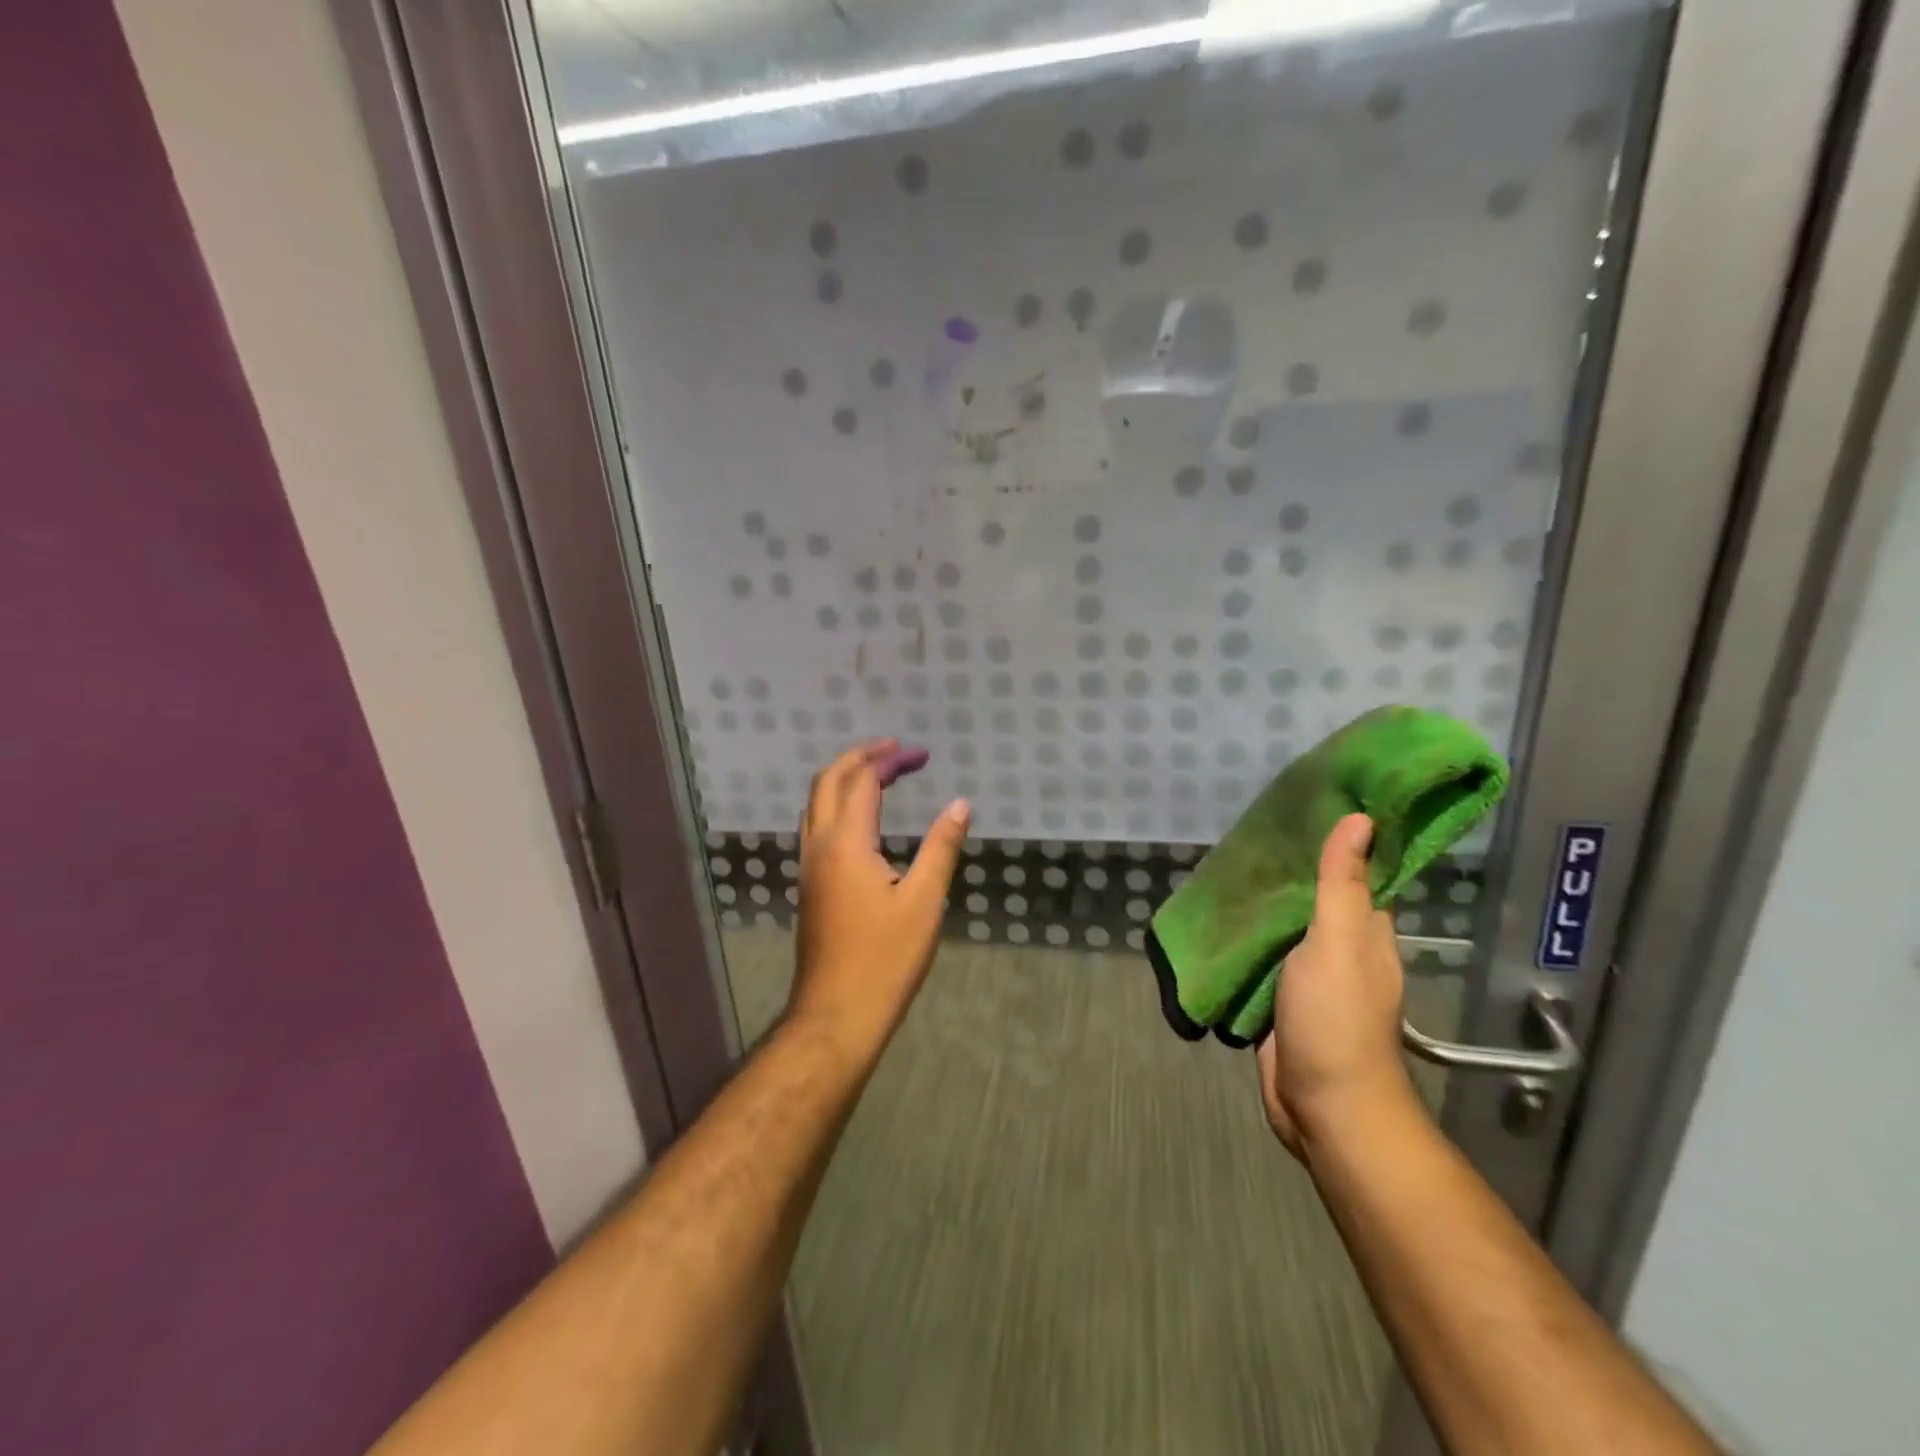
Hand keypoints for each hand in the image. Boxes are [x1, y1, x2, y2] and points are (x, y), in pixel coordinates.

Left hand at [788, 739, 970, 1049]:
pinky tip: (861, 819)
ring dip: (844, 778)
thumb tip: (960, 803)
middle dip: (860, 758)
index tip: (921, 754)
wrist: (836, 1013)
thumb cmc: (885, 959)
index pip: (863, 781)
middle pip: (828, 781)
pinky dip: (836, 804)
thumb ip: (941, 847)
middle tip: (896, 751)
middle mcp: (819, 846)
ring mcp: (808, 866)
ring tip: (879, 774)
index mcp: (846, 844)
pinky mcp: (809, 885)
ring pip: (815, 802)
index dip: (890, 761)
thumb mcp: (925, 902)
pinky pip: (816, 825)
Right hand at [1257, 813, 1415, 1161]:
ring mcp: (1309, 978)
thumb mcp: (1339, 941)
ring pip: (1285, 929)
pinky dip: (1246, 938)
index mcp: (1366, 933)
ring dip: (1263, 904)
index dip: (1342, 842)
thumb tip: (1361, 819)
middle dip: (1289, 871)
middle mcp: (1342, 950)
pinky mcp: (1280, 1000)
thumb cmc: (1336, 1018)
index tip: (1310, 805)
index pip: (1359, 875)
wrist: (1321, 1105)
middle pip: (1316, 900)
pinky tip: (1219, 917)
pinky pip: (1262, 958)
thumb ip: (1341, 884)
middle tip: (1250, 831)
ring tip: (1228, 865)